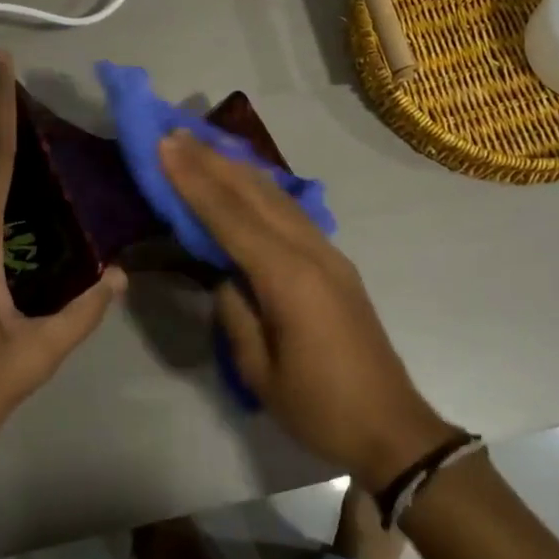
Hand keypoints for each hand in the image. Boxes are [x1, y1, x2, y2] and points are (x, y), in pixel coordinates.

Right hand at [159, 130, 452, 490]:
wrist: (391, 426)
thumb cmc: (320, 408)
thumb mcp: (260, 370)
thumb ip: (235, 313)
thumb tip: (224, 275)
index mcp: (288, 278)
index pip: (232, 217)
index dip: (195, 181)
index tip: (166, 147)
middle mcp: (311, 252)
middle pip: (256, 194)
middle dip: (212, 161)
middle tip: (175, 133)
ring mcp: (329, 253)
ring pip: (277, 197)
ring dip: (238, 168)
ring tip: (204, 146)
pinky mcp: (336, 262)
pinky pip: (292, 212)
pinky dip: (262, 189)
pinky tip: (247, 181)